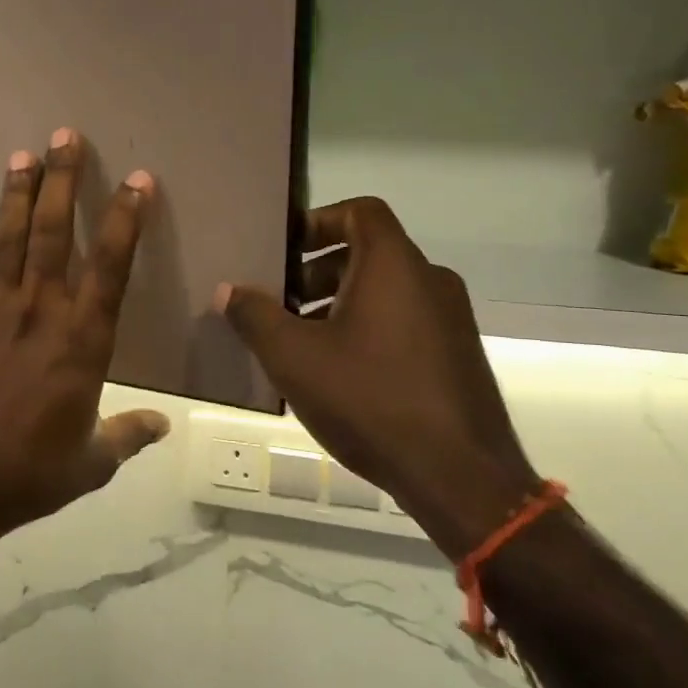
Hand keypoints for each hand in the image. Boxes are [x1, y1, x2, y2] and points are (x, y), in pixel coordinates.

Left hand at [0, 131, 170, 561]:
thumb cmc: (27, 476)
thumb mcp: (89, 465)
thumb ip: (126, 436)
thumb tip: (162, 426)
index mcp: (81, 343)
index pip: (110, 268)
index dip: (126, 221)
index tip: (138, 180)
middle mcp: (38, 316)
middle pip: (51, 235)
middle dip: (61, 182)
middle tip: (64, 136)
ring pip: (8, 244)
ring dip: (15, 198)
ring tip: (21, 156)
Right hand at [217, 198, 536, 556]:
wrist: (459, 476)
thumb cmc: (370, 399)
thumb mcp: (295, 357)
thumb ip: (255, 316)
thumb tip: (227, 290)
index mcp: (395, 265)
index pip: (360, 211)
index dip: (318, 221)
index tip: (285, 250)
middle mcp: (431, 279)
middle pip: (369, 251)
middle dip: (319, 270)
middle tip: (282, 301)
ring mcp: (452, 318)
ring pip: (387, 289)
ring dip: (341, 301)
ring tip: (304, 340)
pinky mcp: (458, 354)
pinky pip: (406, 319)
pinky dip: (370, 326)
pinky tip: (342, 372)